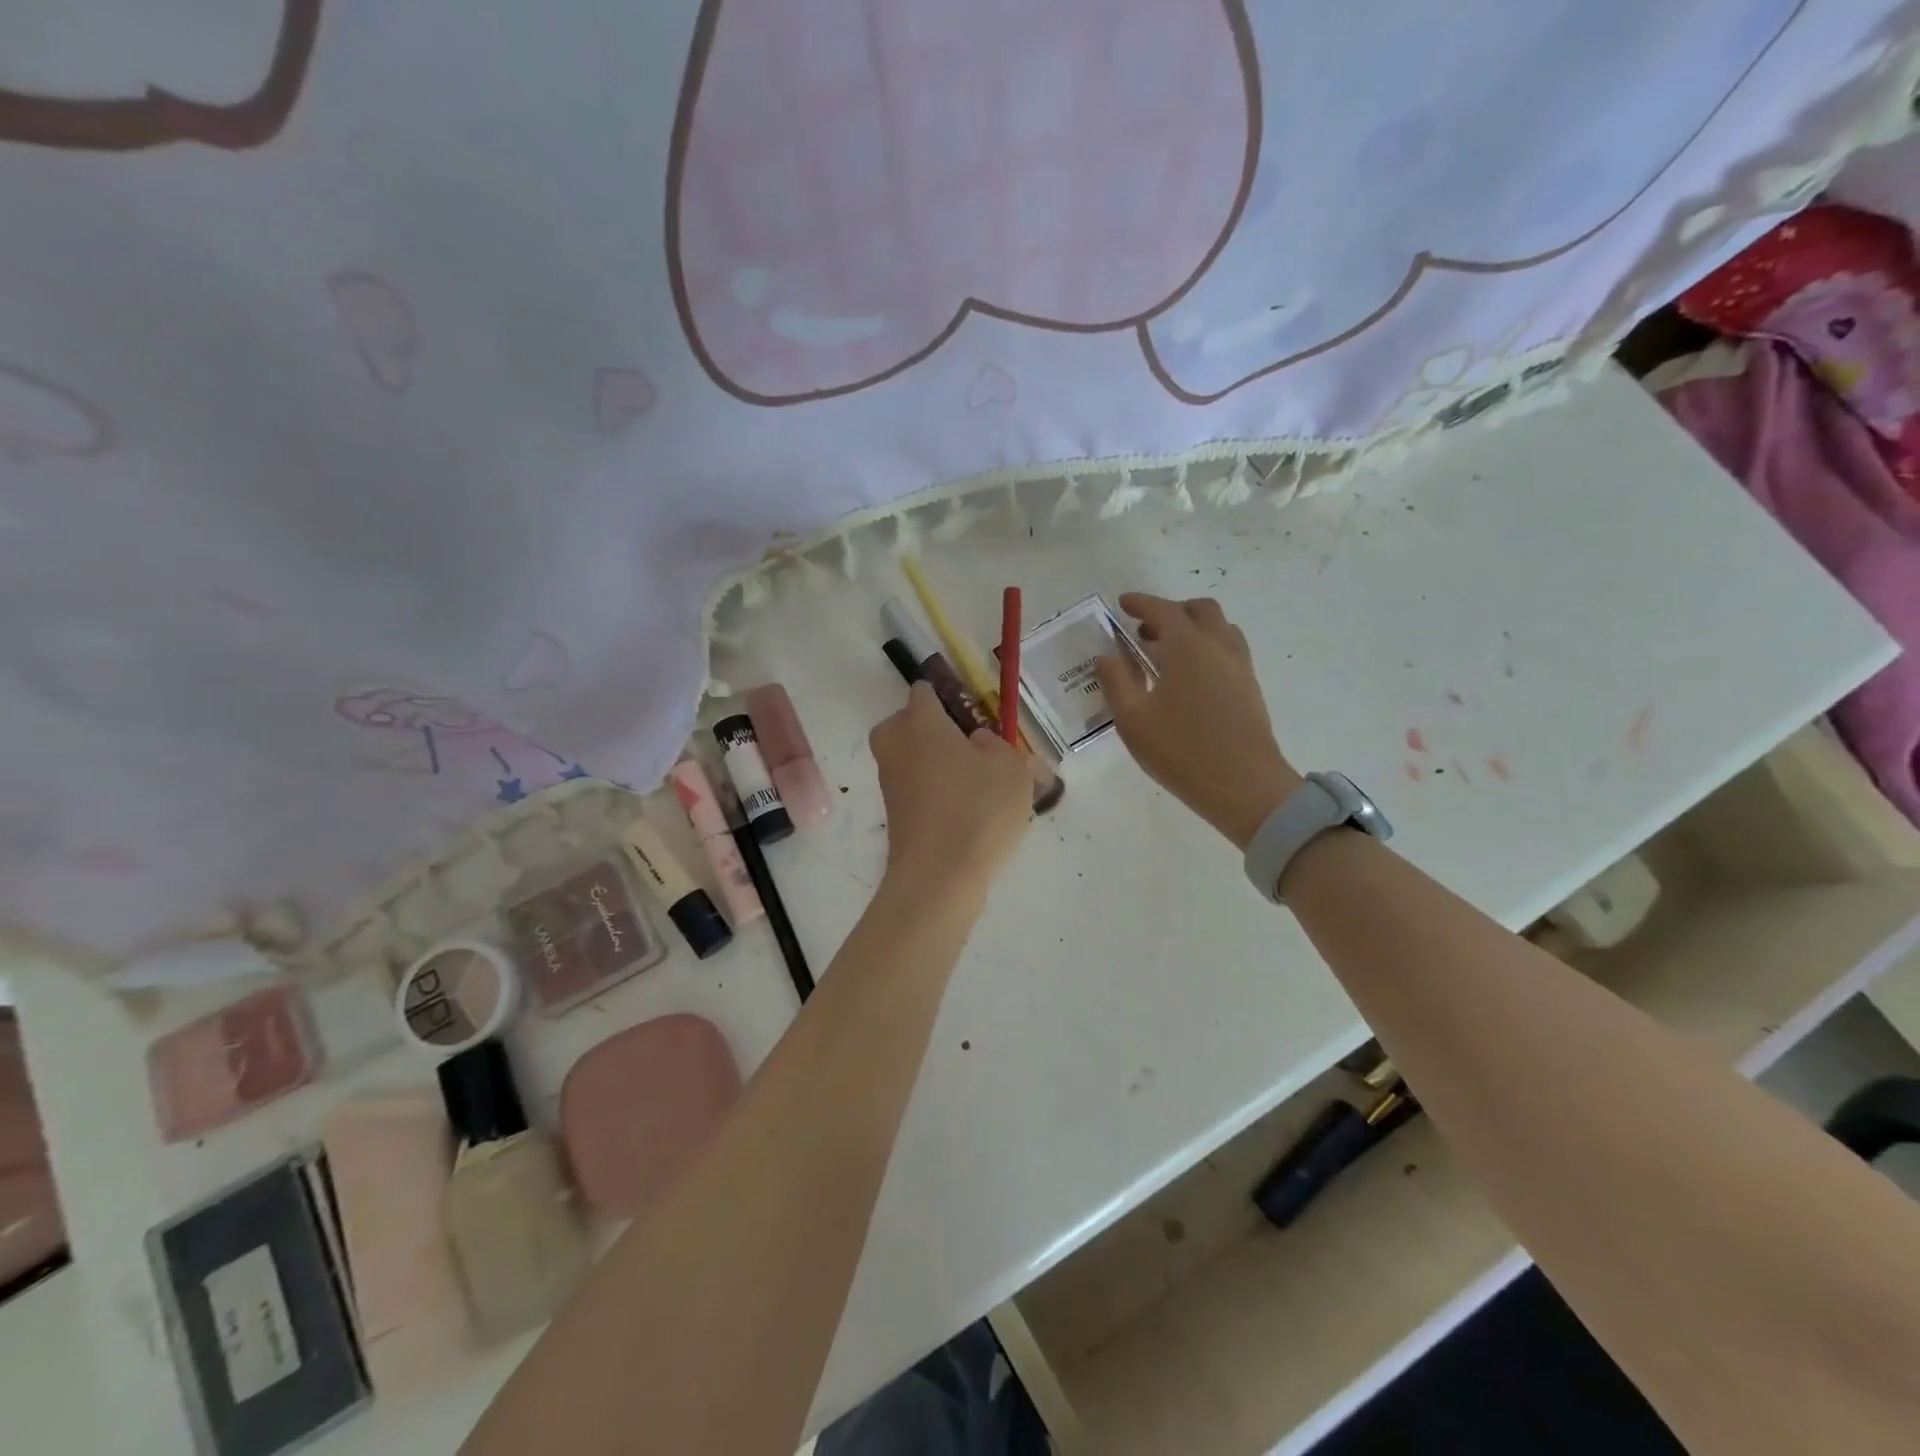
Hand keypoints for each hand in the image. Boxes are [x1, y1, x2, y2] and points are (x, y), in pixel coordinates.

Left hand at [869, 681, 1032, 897]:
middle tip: (975, 753)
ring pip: (915, 759)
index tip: (975, 717)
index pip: (925, 690)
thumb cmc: (978, 809)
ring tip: (980, 790)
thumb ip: (996, 744)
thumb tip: (976, 743)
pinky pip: (917, 789)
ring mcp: (889, 781)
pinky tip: (967, 815)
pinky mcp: (893, 813)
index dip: (950, 698)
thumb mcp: (1011, 767)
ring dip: (939, 766)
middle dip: (937, 732)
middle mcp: (895, 744)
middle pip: (911, 724)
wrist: (939, 878)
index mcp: (919, 721)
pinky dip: (936, 795)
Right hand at [1098, 593, 1302, 849]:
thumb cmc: (1181, 751)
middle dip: (1171, 611)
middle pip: (1199, 610)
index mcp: (1187, 647)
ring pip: (1219, 628)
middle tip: (1145, 631)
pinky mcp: (1250, 687)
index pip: (1163, 610)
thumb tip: (1106, 656)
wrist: (1243, 785)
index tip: (1123, 603)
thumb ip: (1116, 681)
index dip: (1140, 603)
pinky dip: (1207, 647)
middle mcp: (1218, 646)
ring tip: (1166, 653)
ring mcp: (1240, 666)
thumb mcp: (1133, 720)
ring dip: (1192, 628)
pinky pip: (1228, 650)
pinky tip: (1189, 677)